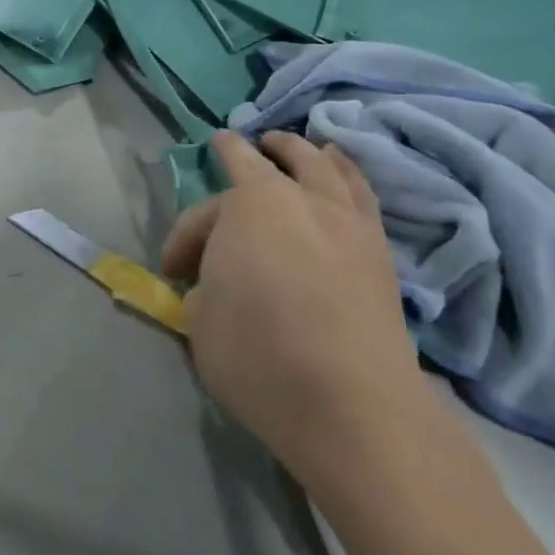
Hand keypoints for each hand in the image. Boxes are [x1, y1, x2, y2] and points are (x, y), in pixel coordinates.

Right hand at [162, 131, 425, 478]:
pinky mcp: (381, 252)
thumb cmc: (259, 356)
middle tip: (236, 146)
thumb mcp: (201, 322)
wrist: (354, 408)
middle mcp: (302, 199)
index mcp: (249, 206)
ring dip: (305, 152)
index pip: (206, 209)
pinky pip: (362, 195)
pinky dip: (348, 175)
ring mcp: (348, 222)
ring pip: (327, 166)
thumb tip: (217, 288)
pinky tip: (343, 176)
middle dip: (248, 152)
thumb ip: (203, 291)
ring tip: (300, 146)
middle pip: (271, 161)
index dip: (185, 233)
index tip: (173, 267)